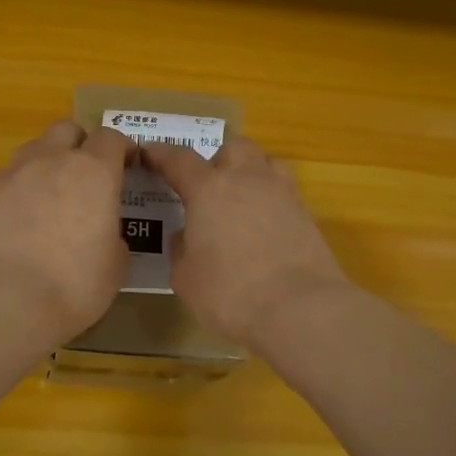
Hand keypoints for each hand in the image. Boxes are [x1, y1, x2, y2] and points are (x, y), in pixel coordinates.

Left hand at [0, 120, 131, 341]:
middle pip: (67, 129)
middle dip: (79, 144)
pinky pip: (6, 179)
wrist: (9, 301)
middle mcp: (52, 161)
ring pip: (33, 150)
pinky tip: (18, 221)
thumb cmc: (76, 283)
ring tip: (49, 196)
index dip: (121, 148)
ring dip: (45, 163)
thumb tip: (104, 233)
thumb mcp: (116, 264)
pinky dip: (17, 191)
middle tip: (85, 174)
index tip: (127, 165)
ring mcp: (14, 174)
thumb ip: (114, 235)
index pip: (111, 138)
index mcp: (94, 172)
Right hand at [142, 136, 349, 346]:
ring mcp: (281, 193)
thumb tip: (187, 236)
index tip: (148, 153)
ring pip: (264, 161)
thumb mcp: (186, 277)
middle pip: (232, 146)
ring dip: (249, 170)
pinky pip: (283, 190)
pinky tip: (263, 223)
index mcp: (208, 189)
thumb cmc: (231, 293)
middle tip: (206, 185)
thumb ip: (181, 248)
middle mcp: (246, 179)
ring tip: (239, 197)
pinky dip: (269, 197)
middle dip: (216, 158)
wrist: (300, 309)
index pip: (179, 159)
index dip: (160, 154)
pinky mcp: (306, 213)